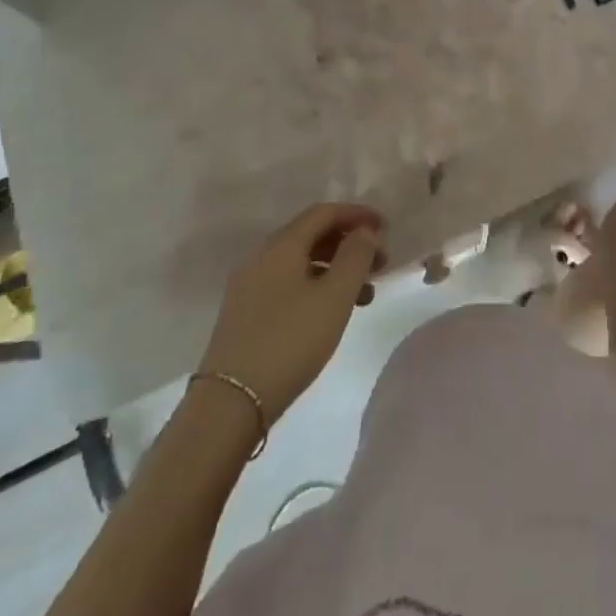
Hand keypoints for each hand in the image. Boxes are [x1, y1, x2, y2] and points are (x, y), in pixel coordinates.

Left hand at [196, 203, 383, 423]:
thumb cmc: (290, 342)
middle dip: (349, 243)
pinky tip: (332, 312)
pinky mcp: (246, 312)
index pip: (324, 212)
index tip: (385, 228)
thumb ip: (356, 256)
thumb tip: (365, 231)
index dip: (357, 215)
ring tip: (366, 294)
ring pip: (301, 261)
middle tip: (380, 263)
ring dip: (336, 268)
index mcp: (282, 244)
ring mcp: (250, 284)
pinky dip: (317, 286)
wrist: (230, 403)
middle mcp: (262, 255)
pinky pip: (289, 282)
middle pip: (312, 234)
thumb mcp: (334, 297)